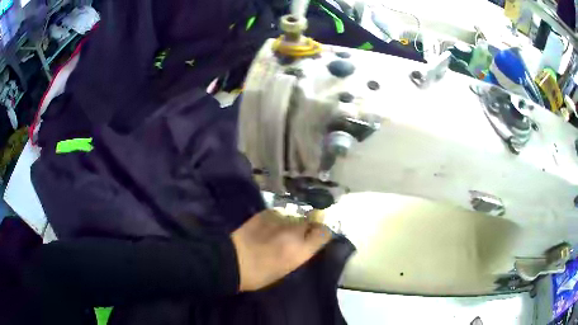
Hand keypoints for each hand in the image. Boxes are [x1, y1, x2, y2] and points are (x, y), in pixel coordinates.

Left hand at [231, 209, 330, 291]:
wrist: (232, 261)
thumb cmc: (260, 275)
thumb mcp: (287, 269)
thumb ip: (300, 253)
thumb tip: (306, 243)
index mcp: (301, 251)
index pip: (324, 233)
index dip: (322, 234)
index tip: (317, 237)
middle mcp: (294, 232)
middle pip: (310, 221)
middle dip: (307, 226)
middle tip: (297, 234)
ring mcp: (280, 220)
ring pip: (294, 216)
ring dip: (292, 222)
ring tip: (280, 230)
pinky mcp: (266, 212)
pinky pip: (279, 213)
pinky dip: (278, 219)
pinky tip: (268, 226)